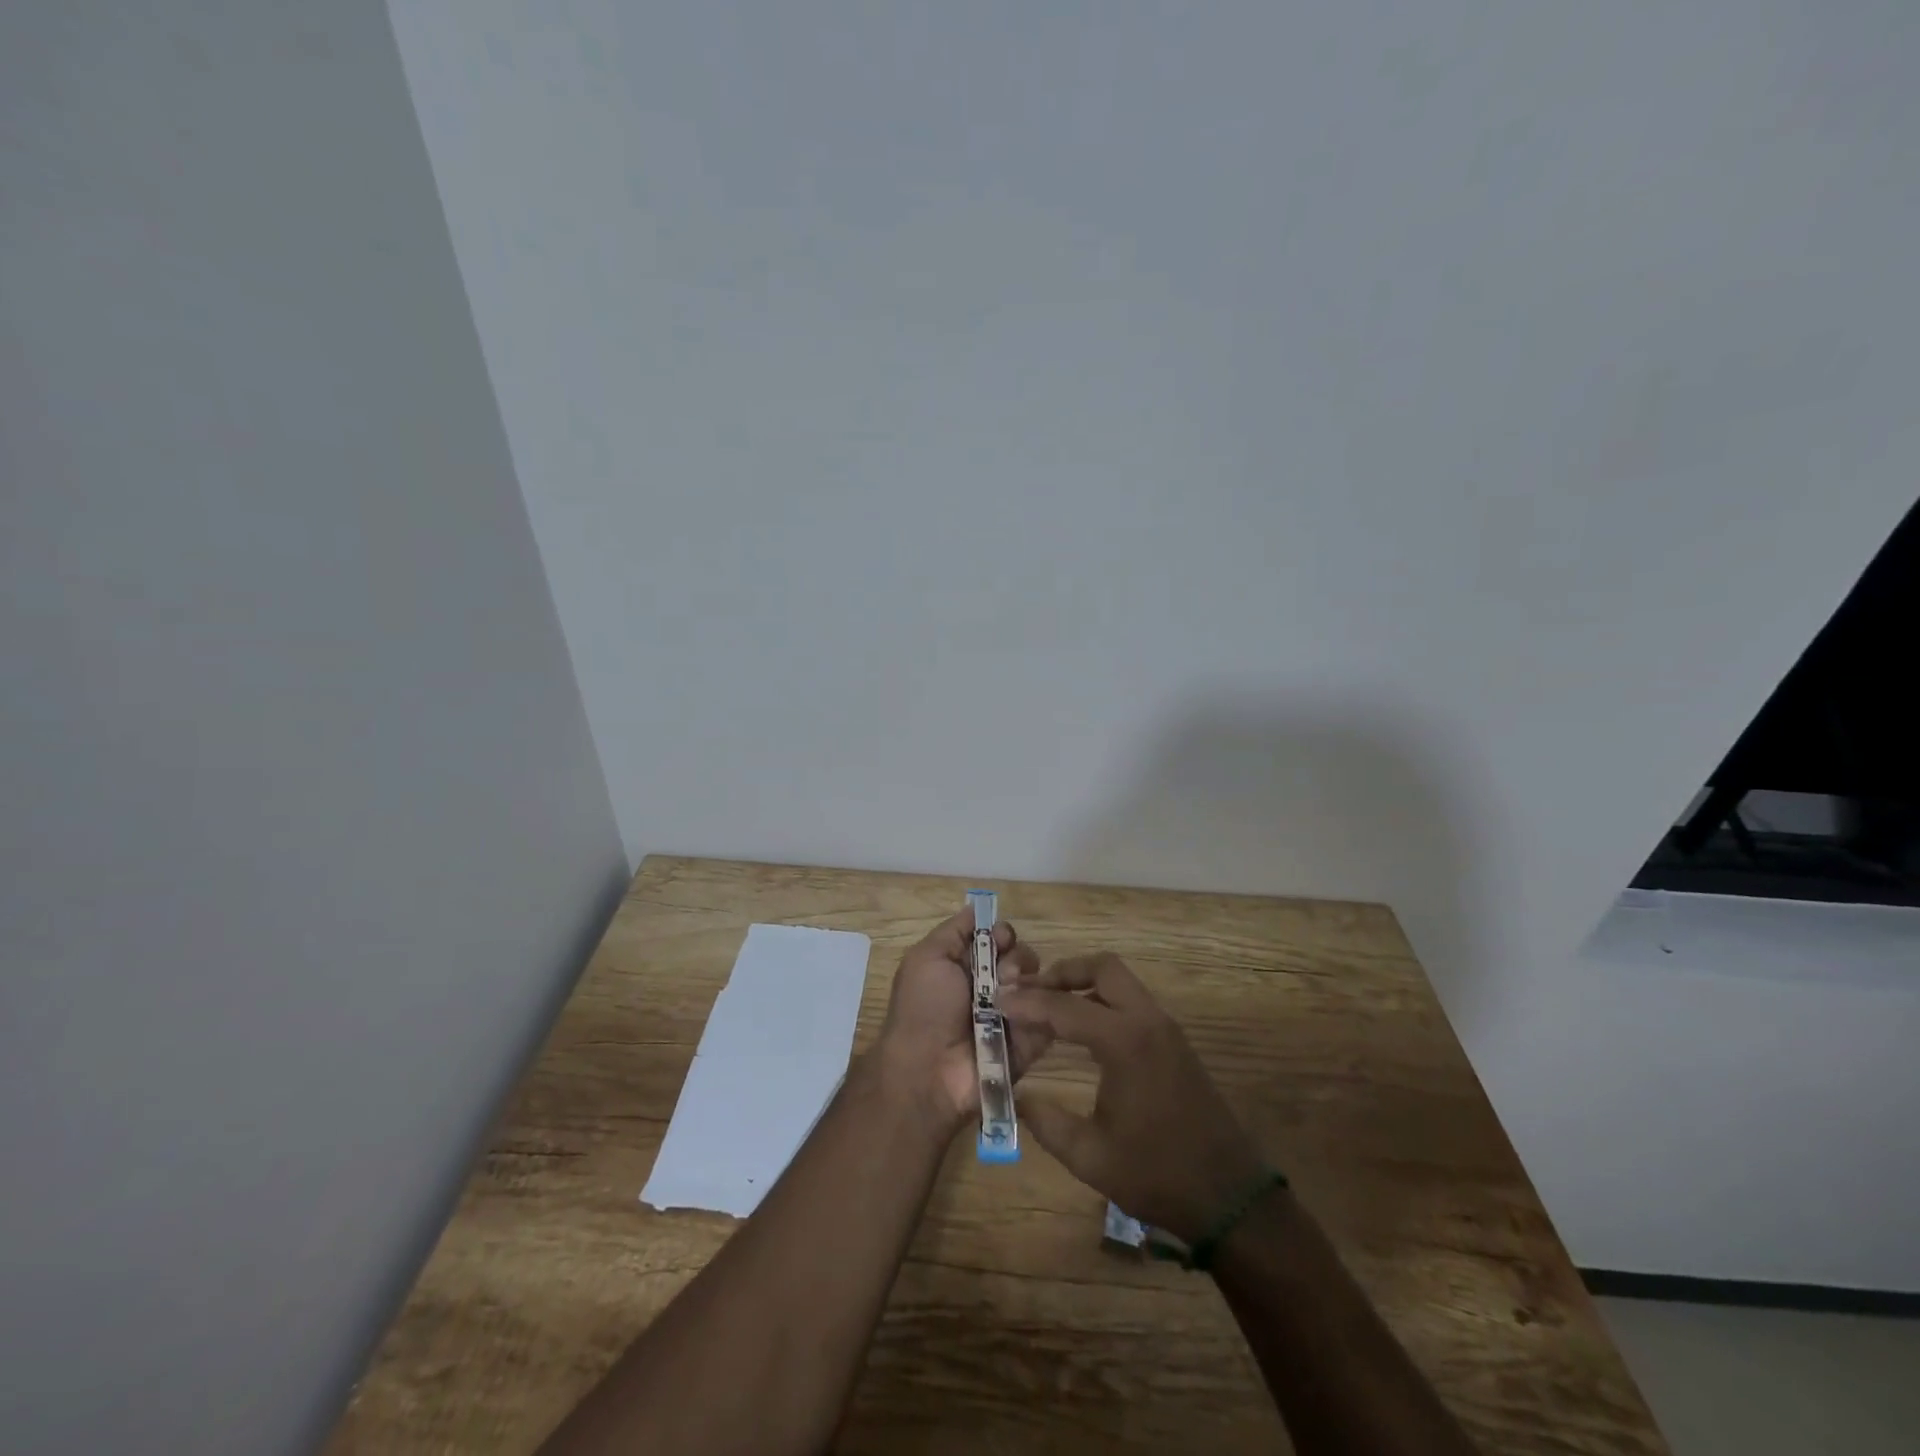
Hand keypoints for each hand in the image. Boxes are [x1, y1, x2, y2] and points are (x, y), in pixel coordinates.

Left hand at [874, 908, 1044, 1125]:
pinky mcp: (1031, 1042)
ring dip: (1027, 984)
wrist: (928, 1072)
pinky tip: (1028, 1012)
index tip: (1000, 939)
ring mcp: (1013, 1015)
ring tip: (1009, 1000)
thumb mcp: (927, 958)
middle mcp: (991, 989)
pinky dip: (1043, 1008)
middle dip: (1016, 959)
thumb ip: (954, 931)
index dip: (1003, 934)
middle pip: (1022, 957)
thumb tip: (978, 908)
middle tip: (1002, 976)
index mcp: (966, 967)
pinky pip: (1050, 1015)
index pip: (999, 938)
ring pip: (1039, 983)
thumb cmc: (923, 1008)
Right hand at [1002, 954, 1265, 1242]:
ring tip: (1049, 1007)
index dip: (1027, 1003)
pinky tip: (1081, 1029)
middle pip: (1101, 968)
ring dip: (1083, 984)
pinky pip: (1132, 1001)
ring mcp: (1166, 1028)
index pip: (1065, 1007)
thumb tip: (1014, 1095)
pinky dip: (1103, 1000)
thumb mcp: (1090, 1155)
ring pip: (1120, 980)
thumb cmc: (1157, 1175)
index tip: (997, 1002)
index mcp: (1125, 1042)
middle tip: (1029, 993)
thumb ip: (1045, 1121)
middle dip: (1062, 973)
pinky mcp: (1174, 1040)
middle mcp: (1147, 1021)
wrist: (1229, 1196)